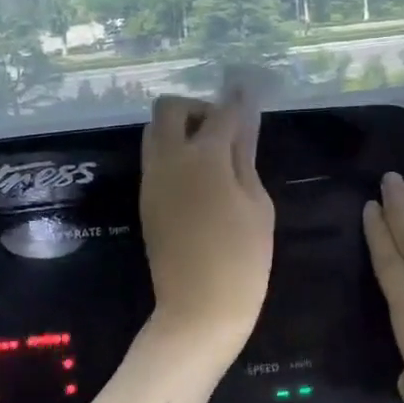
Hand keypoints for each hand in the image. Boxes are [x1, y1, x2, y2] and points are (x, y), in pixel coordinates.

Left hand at [140, 93, 273, 351]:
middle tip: (223, 131)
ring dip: (181, 130)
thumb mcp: (257, 205)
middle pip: (169, 109)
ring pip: (155, 132)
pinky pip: (155, 160)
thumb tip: (242, 124)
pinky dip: (174, 154)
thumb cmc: (242, 258)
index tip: (248, 93)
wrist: (199, 309)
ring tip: (212, 157)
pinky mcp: (146, 201)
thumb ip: (245, 158)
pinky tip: (200, 179)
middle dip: (196, 109)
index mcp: (204, 157)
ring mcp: (151, 180)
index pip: (221, 112)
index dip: (237, 101)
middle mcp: (169, 159)